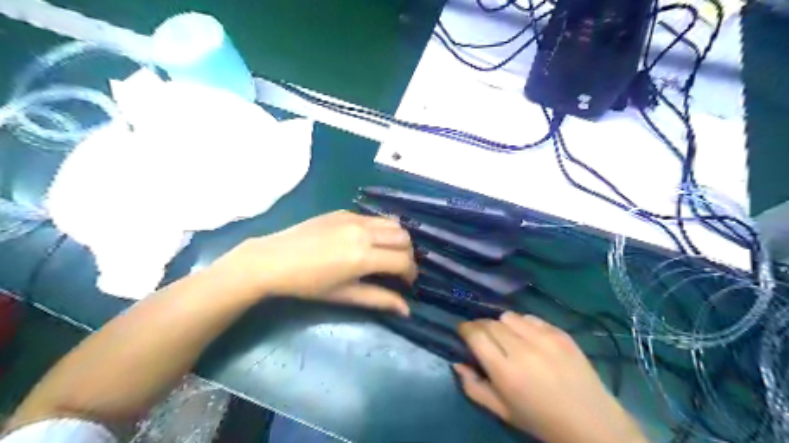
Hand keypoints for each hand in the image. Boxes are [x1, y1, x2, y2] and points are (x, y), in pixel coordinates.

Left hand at [213, 210, 415, 314]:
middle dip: (408, 255)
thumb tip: (406, 310)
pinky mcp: (344, 211)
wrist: (273, 259)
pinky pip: (374, 218)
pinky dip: (381, 229)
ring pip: (393, 223)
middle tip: (399, 269)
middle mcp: (364, 232)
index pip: (403, 261)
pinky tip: (368, 241)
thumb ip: (379, 299)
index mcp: (364, 256)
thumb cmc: (307, 284)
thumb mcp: (344, 295)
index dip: (411, 274)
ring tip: (388, 253)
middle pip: (404, 238)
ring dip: (398, 239)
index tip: (407, 283)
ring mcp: (354, 218)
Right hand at [457, 311, 647, 441]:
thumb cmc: (540, 420)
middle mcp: (522, 349)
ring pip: (509, 316)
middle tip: (483, 337)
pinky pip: (531, 317)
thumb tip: (458, 363)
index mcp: (505, 371)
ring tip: (508, 337)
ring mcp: (544, 338)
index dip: (465, 329)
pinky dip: (523, 324)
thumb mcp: (502, 411)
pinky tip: (529, 339)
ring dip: (502, 324)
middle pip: (490, 322)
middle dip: (481, 326)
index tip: (463, 332)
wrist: (591, 422)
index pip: (475, 334)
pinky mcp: (560, 333)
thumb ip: (474, 387)